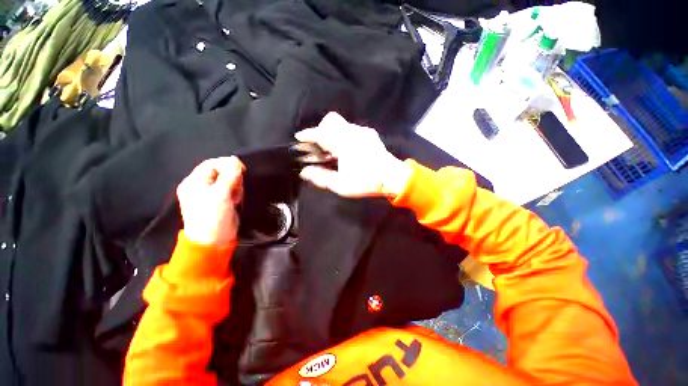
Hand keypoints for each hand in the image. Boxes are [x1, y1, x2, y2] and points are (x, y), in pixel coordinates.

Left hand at [176, 157, 244, 246]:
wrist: (214, 241)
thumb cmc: (212, 217)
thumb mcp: (220, 194)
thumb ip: (229, 176)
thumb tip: (235, 160)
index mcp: (194, 182)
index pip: (211, 164)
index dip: (227, 164)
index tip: (241, 170)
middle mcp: (201, 186)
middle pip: (221, 172)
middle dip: (232, 179)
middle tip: (235, 189)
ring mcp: (211, 194)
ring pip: (229, 181)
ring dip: (236, 187)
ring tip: (235, 198)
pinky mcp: (221, 201)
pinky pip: (231, 190)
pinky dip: (236, 194)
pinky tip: (236, 201)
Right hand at [295, 112, 410, 197]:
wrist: (393, 178)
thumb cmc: (366, 182)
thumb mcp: (340, 184)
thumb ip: (320, 177)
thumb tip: (304, 172)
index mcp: (344, 142)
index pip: (321, 132)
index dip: (307, 134)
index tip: (299, 138)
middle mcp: (353, 131)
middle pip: (331, 121)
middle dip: (320, 131)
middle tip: (318, 147)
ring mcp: (363, 132)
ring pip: (341, 125)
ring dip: (331, 134)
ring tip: (331, 152)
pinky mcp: (369, 135)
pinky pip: (350, 130)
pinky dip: (342, 136)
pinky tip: (344, 151)